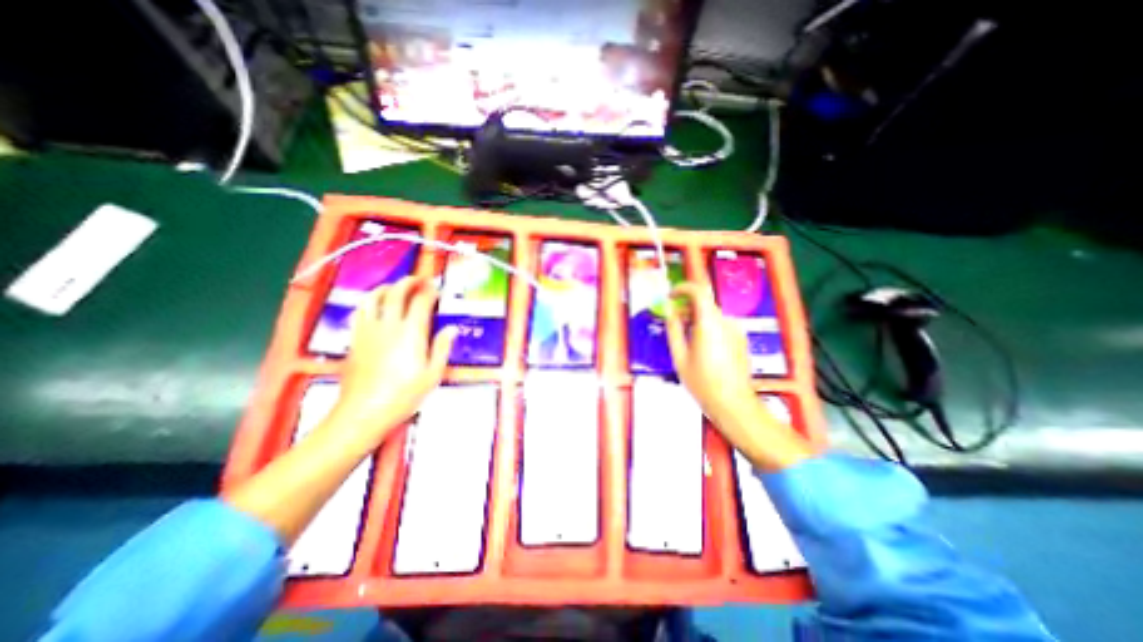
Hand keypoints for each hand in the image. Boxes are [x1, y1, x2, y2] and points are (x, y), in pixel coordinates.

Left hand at [330, 278, 455, 447]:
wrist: (363, 413)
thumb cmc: (404, 395)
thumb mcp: (432, 375)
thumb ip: (442, 348)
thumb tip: (452, 329)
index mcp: (411, 333)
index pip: (421, 302)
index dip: (430, 291)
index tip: (437, 288)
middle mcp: (388, 325)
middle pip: (396, 293)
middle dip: (409, 282)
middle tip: (420, 280)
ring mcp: (368, 331)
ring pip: (374, 298)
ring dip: (387, 287)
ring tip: (396, 287)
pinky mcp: (355, 339)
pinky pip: (360, 312)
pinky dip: (369, 302)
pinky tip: (375, 306)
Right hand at [662, 280, 811, 470]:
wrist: (733, 403)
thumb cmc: (702, 381)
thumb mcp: (679, 356)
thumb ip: (674, 329)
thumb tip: (670, 311)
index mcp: (709, 323)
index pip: (698, 291)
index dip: (682, 289)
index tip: (670, 297)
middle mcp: (726, 321)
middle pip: (705, 303)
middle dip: (687, 307)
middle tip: (674, 322)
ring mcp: (736, 330)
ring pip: (712, 315)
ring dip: (696, 318)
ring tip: (686, 338)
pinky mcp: (741, 339)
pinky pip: (721, 325)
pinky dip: (707, 327)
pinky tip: (701, 348)